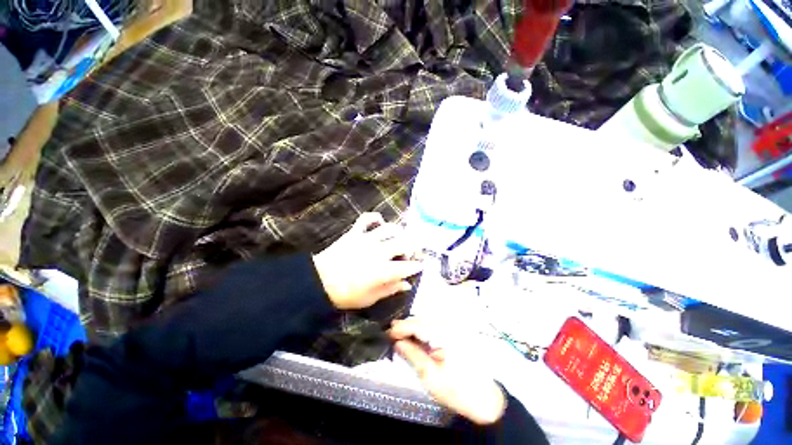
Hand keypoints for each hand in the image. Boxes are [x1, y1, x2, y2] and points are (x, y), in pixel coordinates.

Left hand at [312, 213, 422, 309]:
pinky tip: (380, 222)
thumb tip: (407, 284)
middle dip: (412, 247)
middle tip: (410, 253)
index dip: (417, 266)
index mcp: (383, 271)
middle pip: (403, 244)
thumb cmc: (345, 294)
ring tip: (399, 238)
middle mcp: (379, 252)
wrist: (318, 281)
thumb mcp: (370, 298)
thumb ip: (390, 290)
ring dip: (399, 232)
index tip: (421, 265)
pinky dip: (375, 217)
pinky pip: (367, 219)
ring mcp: (367, 240)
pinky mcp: (355, 233)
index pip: (407, 266)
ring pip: (390, 229)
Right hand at [390, 317, 506, 424]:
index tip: (387, 333)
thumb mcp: (429, 375)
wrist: (484, 399)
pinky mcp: (455, 331)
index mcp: (445, 334)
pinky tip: (416, 337)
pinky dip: (423, 330)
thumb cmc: (456, 390)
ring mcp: (454, 326)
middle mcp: (450, 324)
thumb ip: (412, 354)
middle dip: (406, 326)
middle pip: (422, 319)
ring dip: (414, 327)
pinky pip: (435, 325)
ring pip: (427, 320)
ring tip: (401, 336)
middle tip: (392, 335)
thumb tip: (396, 342)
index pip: (417, 324)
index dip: (401, 327)